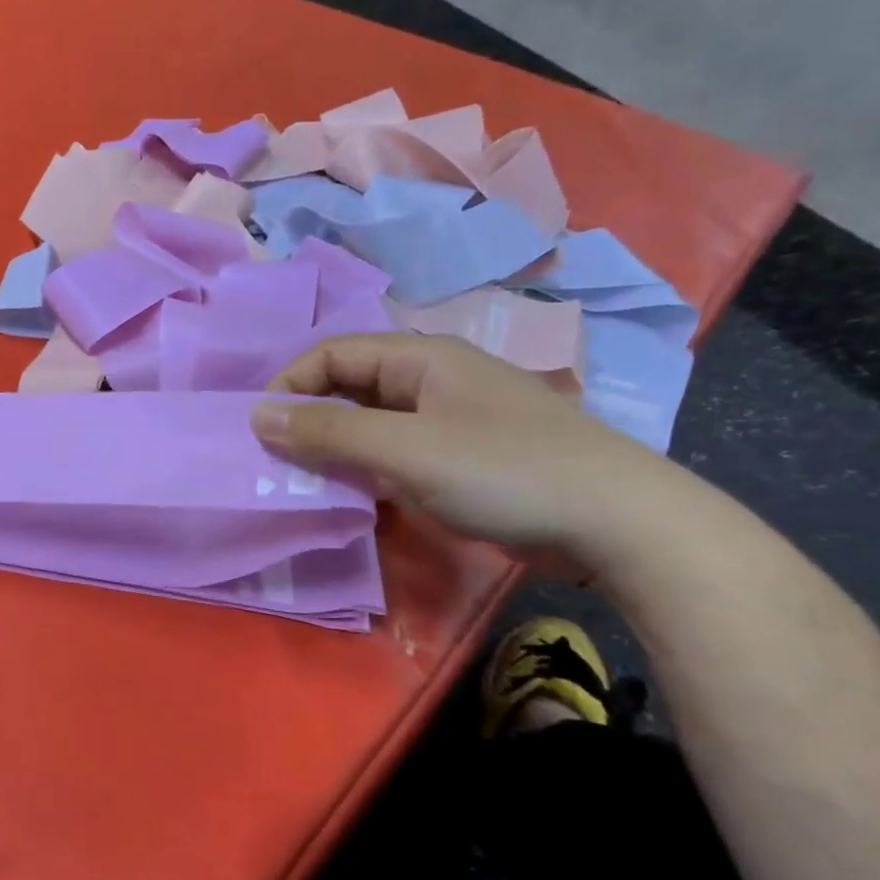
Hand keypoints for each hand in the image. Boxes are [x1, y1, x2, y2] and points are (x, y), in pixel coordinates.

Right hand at [251, 333, 685, 566]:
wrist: (622, 525)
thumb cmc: (505, 472)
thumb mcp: (405, 450)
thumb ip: (328, 431)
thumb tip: (257, 415)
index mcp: (422, 357)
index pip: (332, 353)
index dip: (290, 385)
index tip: (261, 430)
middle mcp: (434, 378)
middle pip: (350, 385)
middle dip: (309, 417)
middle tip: (278, 460)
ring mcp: (452, 418)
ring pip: (372, 421)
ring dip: (336, 446)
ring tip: (307, 480)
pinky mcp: (465, 457)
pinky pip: (397, 450)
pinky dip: (368, 467)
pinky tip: (356, 495)